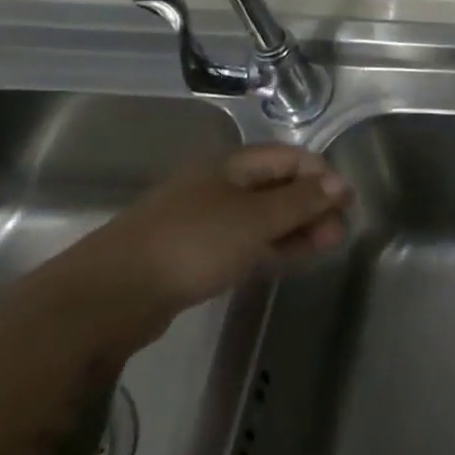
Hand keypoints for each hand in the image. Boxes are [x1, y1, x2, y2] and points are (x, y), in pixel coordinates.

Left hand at [58, 144, 350, 334]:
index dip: (321, 176)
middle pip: (276, 186)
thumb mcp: (255, 220)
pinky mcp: (190, 254)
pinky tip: (284, 260)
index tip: (346, 204)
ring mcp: (201, 220)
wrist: (108, 297)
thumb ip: (300, 202)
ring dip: (293, 228)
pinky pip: (241, 241)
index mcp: (231, 165)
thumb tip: (340, 184)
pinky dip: (268, 246)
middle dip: (310, 205)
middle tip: (335, 234)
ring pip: (260, 216)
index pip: (289, 157)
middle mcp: (217, 185)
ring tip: (320, 249)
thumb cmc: (190, 244)